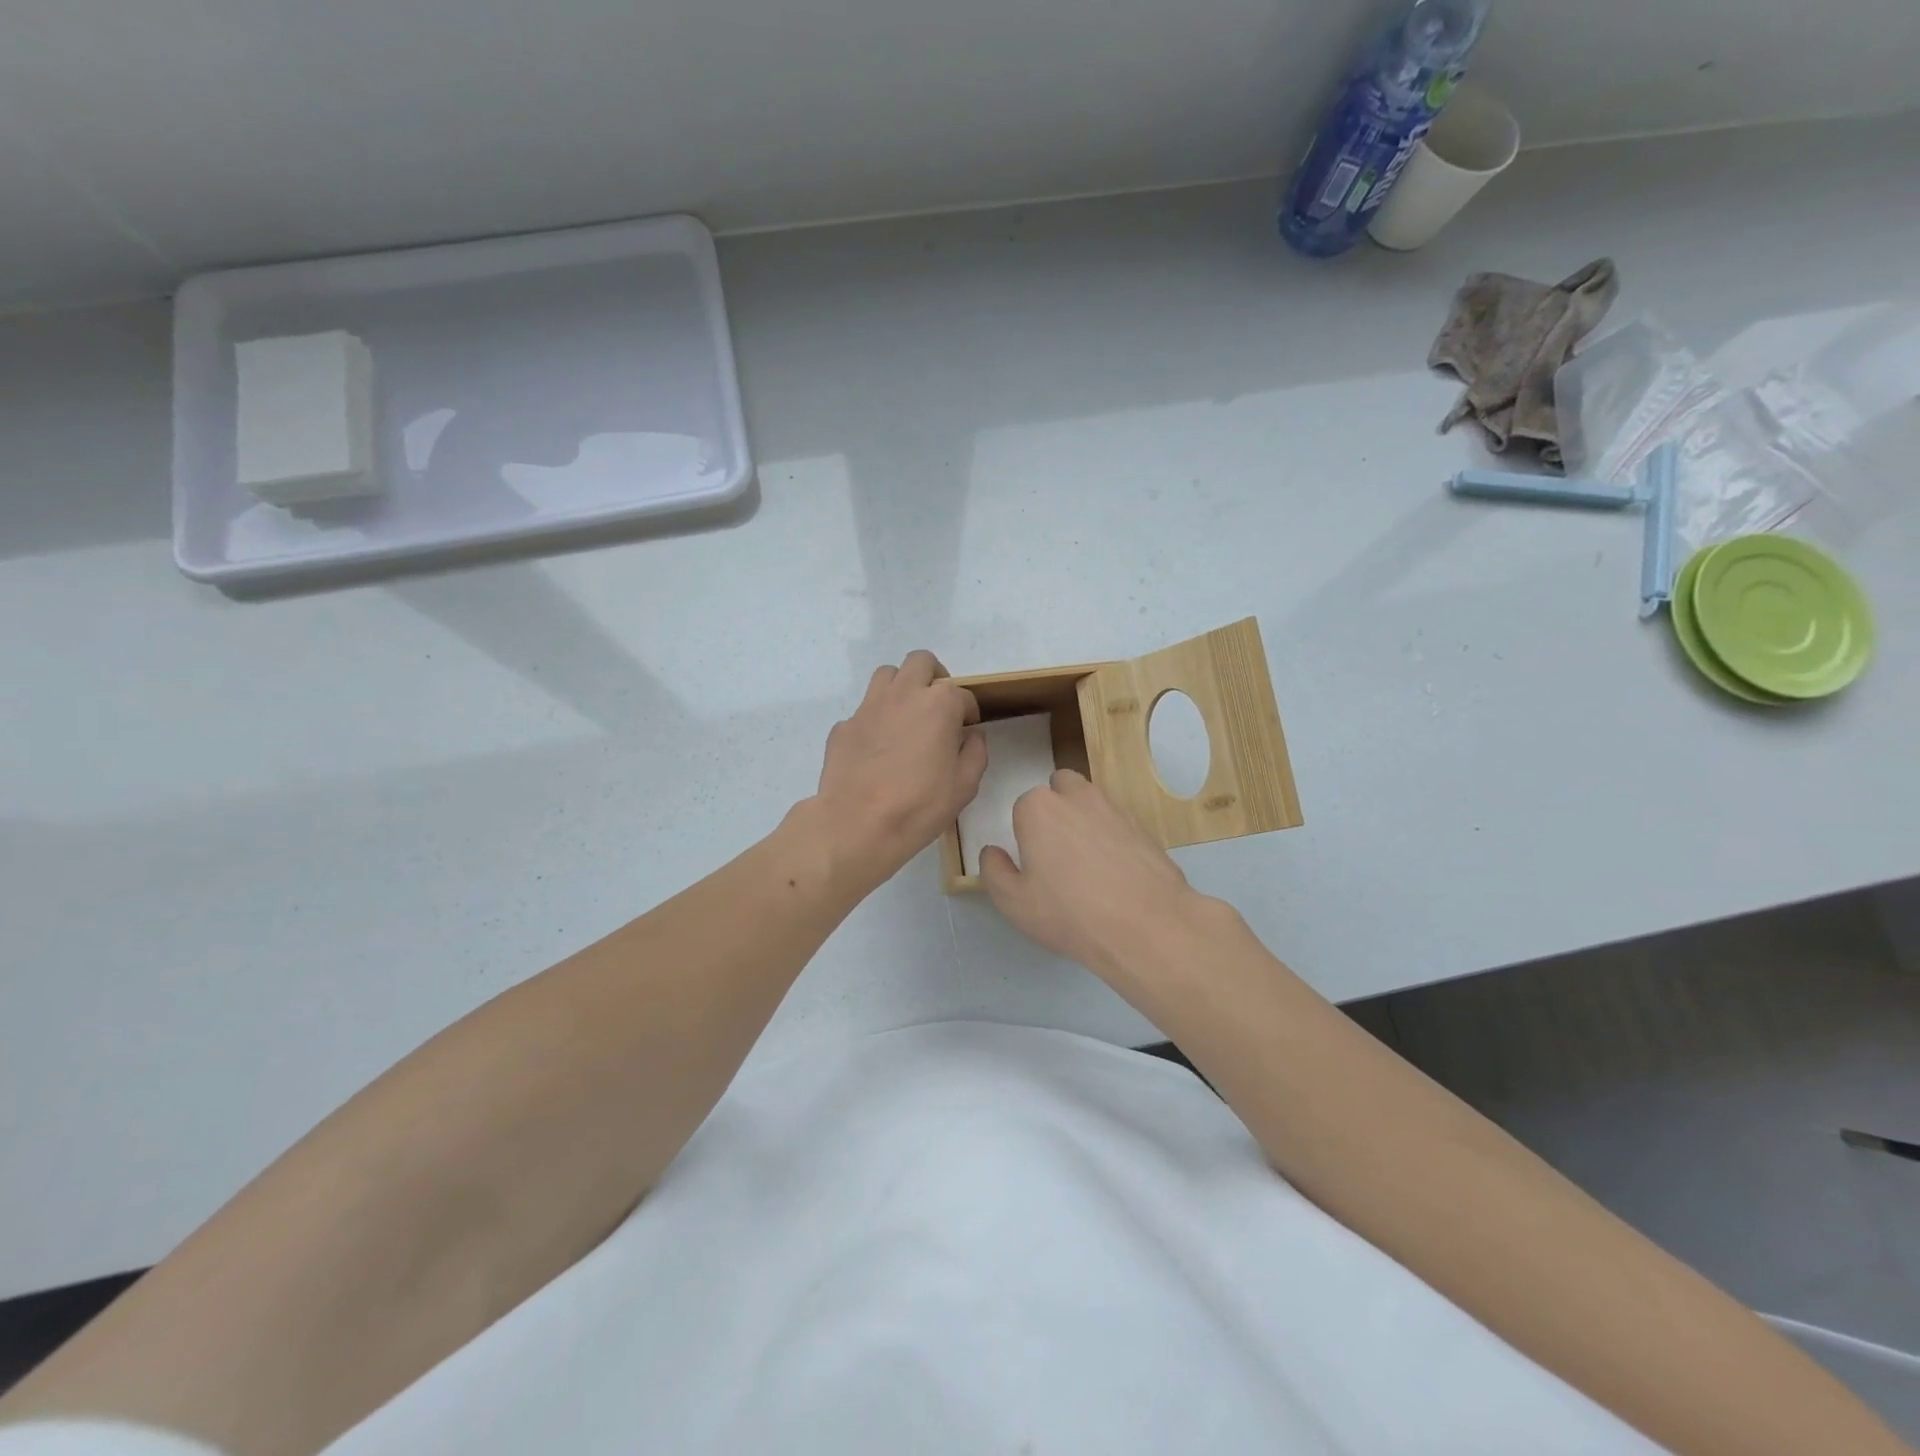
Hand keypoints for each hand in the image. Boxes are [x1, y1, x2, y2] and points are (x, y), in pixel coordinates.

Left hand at [814, 651, 985, 888]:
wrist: (857, 825)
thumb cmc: (919, 806)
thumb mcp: (965, 785)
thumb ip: (975, 752)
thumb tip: (970, 735)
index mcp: (939, 704)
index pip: (962, 694)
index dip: (968, 712)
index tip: (967, 730)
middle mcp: (903, 694)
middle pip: (921, 662)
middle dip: (934, 678)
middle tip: (938, 708)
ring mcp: (868, 707)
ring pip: (888, 675)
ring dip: (902, 688)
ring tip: (907, 718)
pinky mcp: (844, 725)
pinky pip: (864, 711)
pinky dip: (876, 720)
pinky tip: (878, 749)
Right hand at [979, 770, 1207, 989]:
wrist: (1146, 926)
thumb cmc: (1068, 912)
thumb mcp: (1013, 902)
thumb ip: (994, 870)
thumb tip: (993, 852)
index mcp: (1039, 808)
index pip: (1022, 807)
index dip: (1024, 834)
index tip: (1032, 864)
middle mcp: (1077, 796)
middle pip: (1059, 788)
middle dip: (1056, 810)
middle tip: (1057, 853)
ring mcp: (1115, 808)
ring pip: (1091, 803)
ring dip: (1085, 820)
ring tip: (1088, 866)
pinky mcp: (1143, 827)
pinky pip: (1118, 824)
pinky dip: (1113, 839)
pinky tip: (1116, 875)